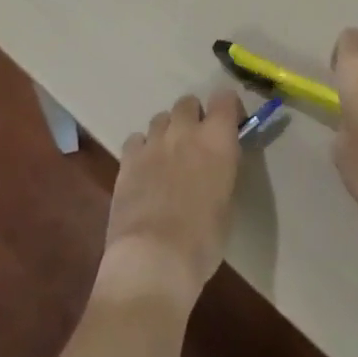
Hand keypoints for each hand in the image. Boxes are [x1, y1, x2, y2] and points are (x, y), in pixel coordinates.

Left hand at [97, 90, 244, 311]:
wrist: (154, 259)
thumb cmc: (202, 239)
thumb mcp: (227, 203)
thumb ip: (222, 171)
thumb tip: (216, 165)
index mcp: (217, 138)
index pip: (225, 97)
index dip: (228, 109)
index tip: (230, 128)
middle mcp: (185, 130)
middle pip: (188, 102)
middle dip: (193, 117)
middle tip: (195, 144)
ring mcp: (154, 142)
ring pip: (160, 118)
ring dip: (167, 132)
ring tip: (167, 157)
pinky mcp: (127, 159)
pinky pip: (136, 139)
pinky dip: (142, 149)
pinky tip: (144, 170)